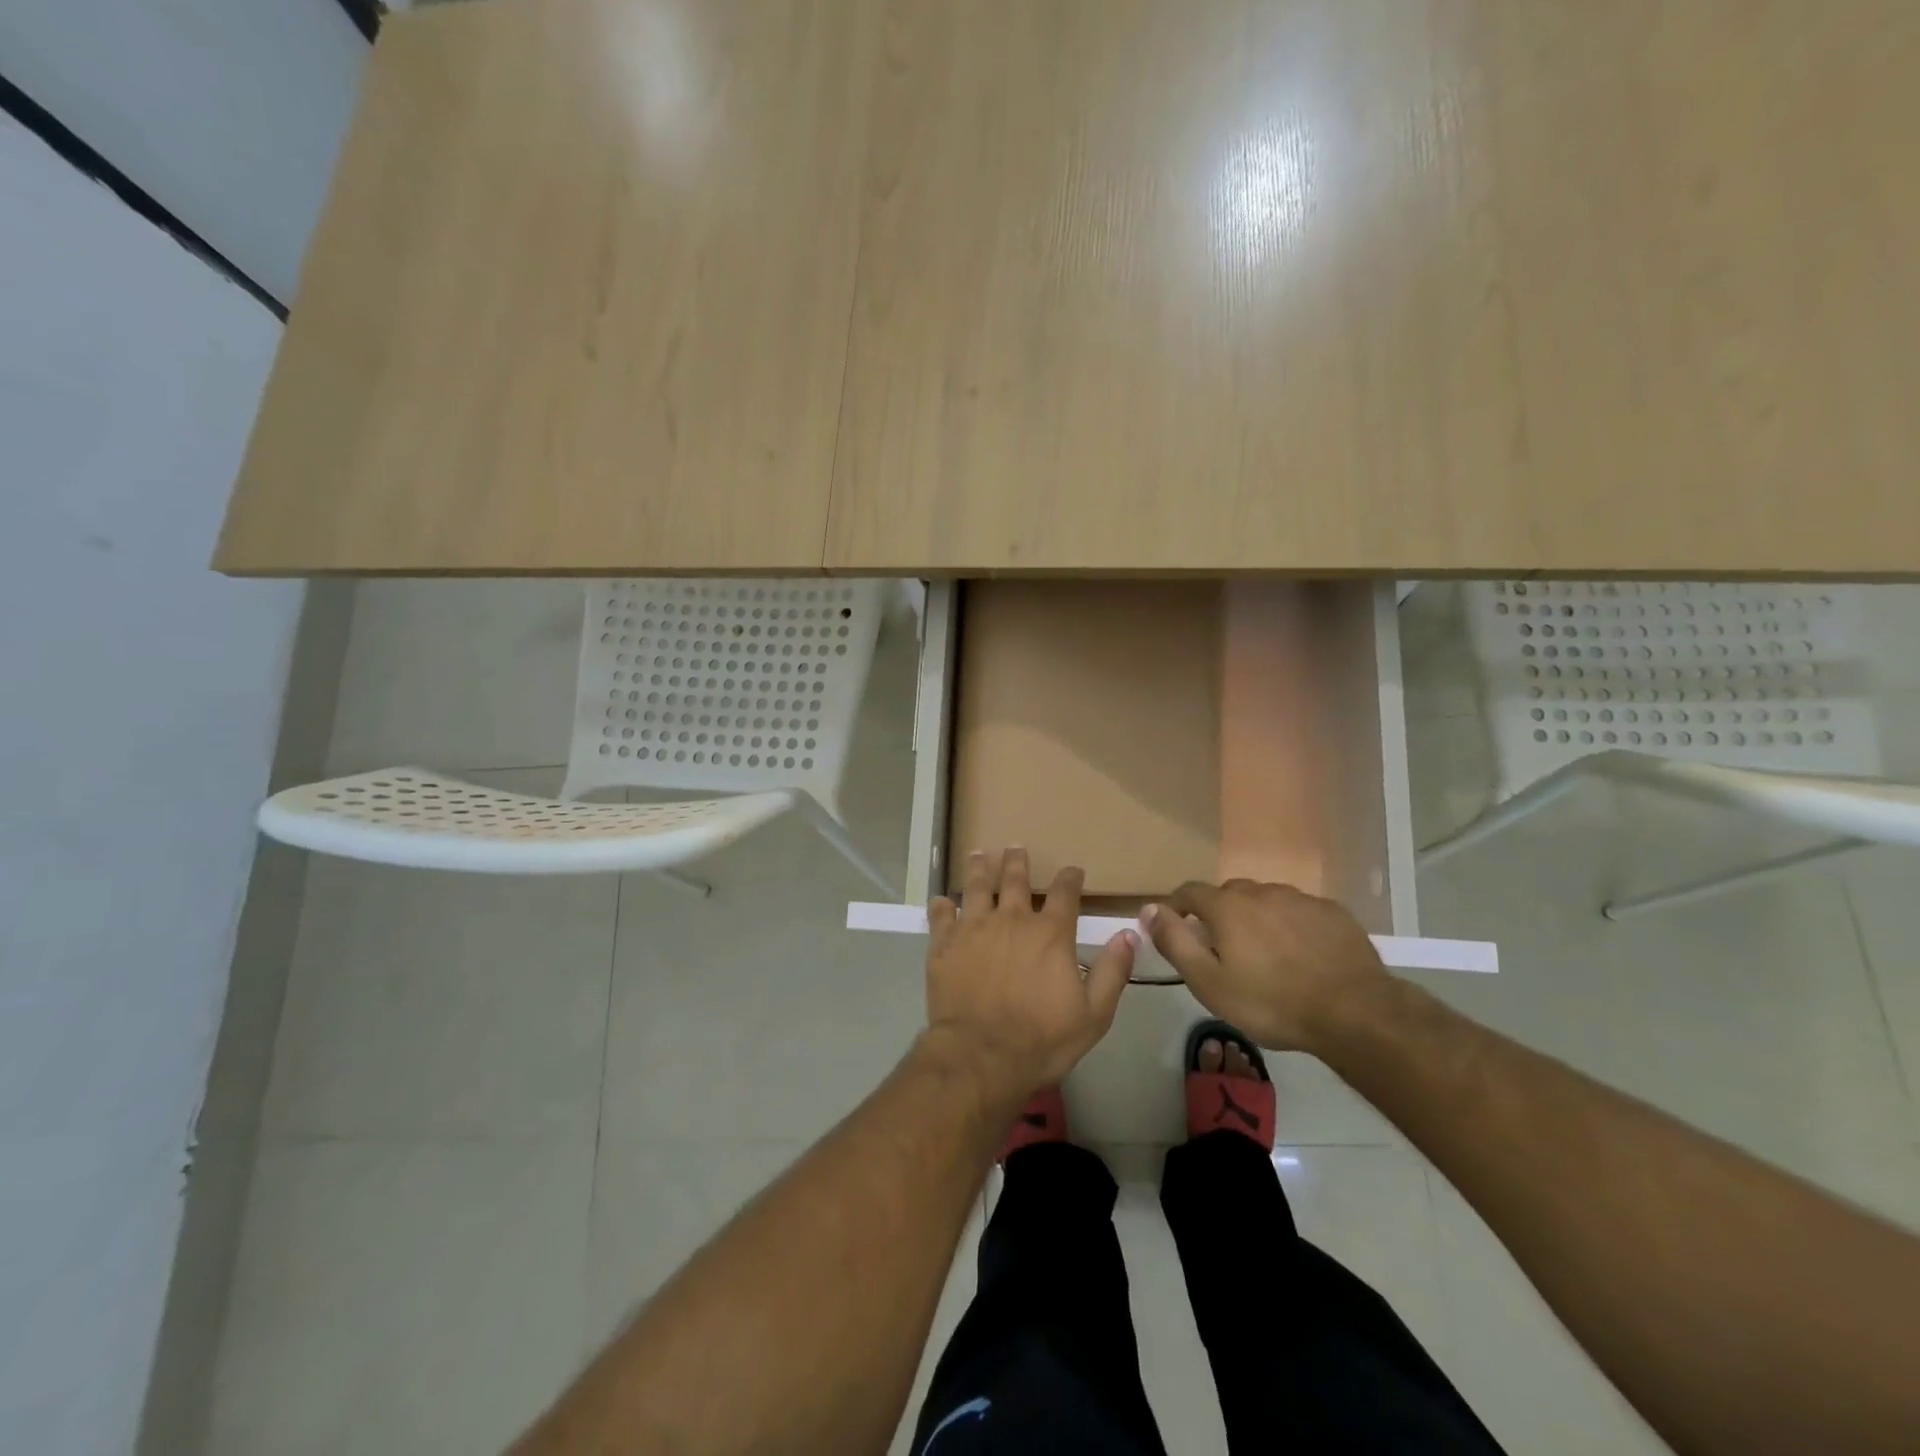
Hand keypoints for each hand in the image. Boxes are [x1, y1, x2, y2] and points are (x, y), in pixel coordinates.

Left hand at [924, 848, 1137, 1098]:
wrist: (981, 1055)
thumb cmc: (1042, 1039)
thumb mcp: (1093, 1014)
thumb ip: (1112, 971)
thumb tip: (1129, 933)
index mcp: (1050, 933)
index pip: (1066, 893)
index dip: (1071, 878)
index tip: (1073, 870)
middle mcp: (1012, 920)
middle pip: (1016, 880)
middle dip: (1018, 861)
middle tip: (1015, 847)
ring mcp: (974, 928)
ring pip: (977, 887)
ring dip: (980, 868)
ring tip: (978, 854)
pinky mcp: (944, 944)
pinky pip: (941, 915)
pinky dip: (941, 906)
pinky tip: (940, 901)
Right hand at [1143, 879, 1389, 1051]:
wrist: (1355, 1013)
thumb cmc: (1272, 1002)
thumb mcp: (1209, 983)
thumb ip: (1175, 942)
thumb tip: (1149, 909)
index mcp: (1228, 906)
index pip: (1189, 891)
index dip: (1176, 907)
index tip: (1175, 929)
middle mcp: (1261, 892)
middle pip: (1229, 894)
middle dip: (1218, 914)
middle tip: (1223, 950)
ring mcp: (1300, 899)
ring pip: (1266, 901)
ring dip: (1257, 919)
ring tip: (1266, 955)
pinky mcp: (1332, 913)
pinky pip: (1299, 912)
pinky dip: (1291, 926)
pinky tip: (1301, 955)